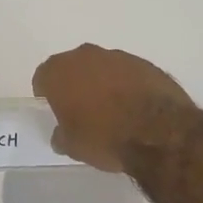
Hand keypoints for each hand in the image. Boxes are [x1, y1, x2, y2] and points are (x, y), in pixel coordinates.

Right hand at [32, 44, 197, 173]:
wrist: (159, 132)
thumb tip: (61, 134)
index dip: (47, 95)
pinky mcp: (146, 64)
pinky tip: (135, 108)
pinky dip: (128, 86)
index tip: (55, 111)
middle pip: (73, 67)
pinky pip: (128, 73)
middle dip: (75, 84)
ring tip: (112, 110)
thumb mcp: (73, 146)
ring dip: (103, 83)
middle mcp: (86, 56)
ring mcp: (118, 57)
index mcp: (60, 71)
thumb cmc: (104, 137)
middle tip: (81, 110)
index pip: (43, 77)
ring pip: (102, 67)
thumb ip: (62, 135)